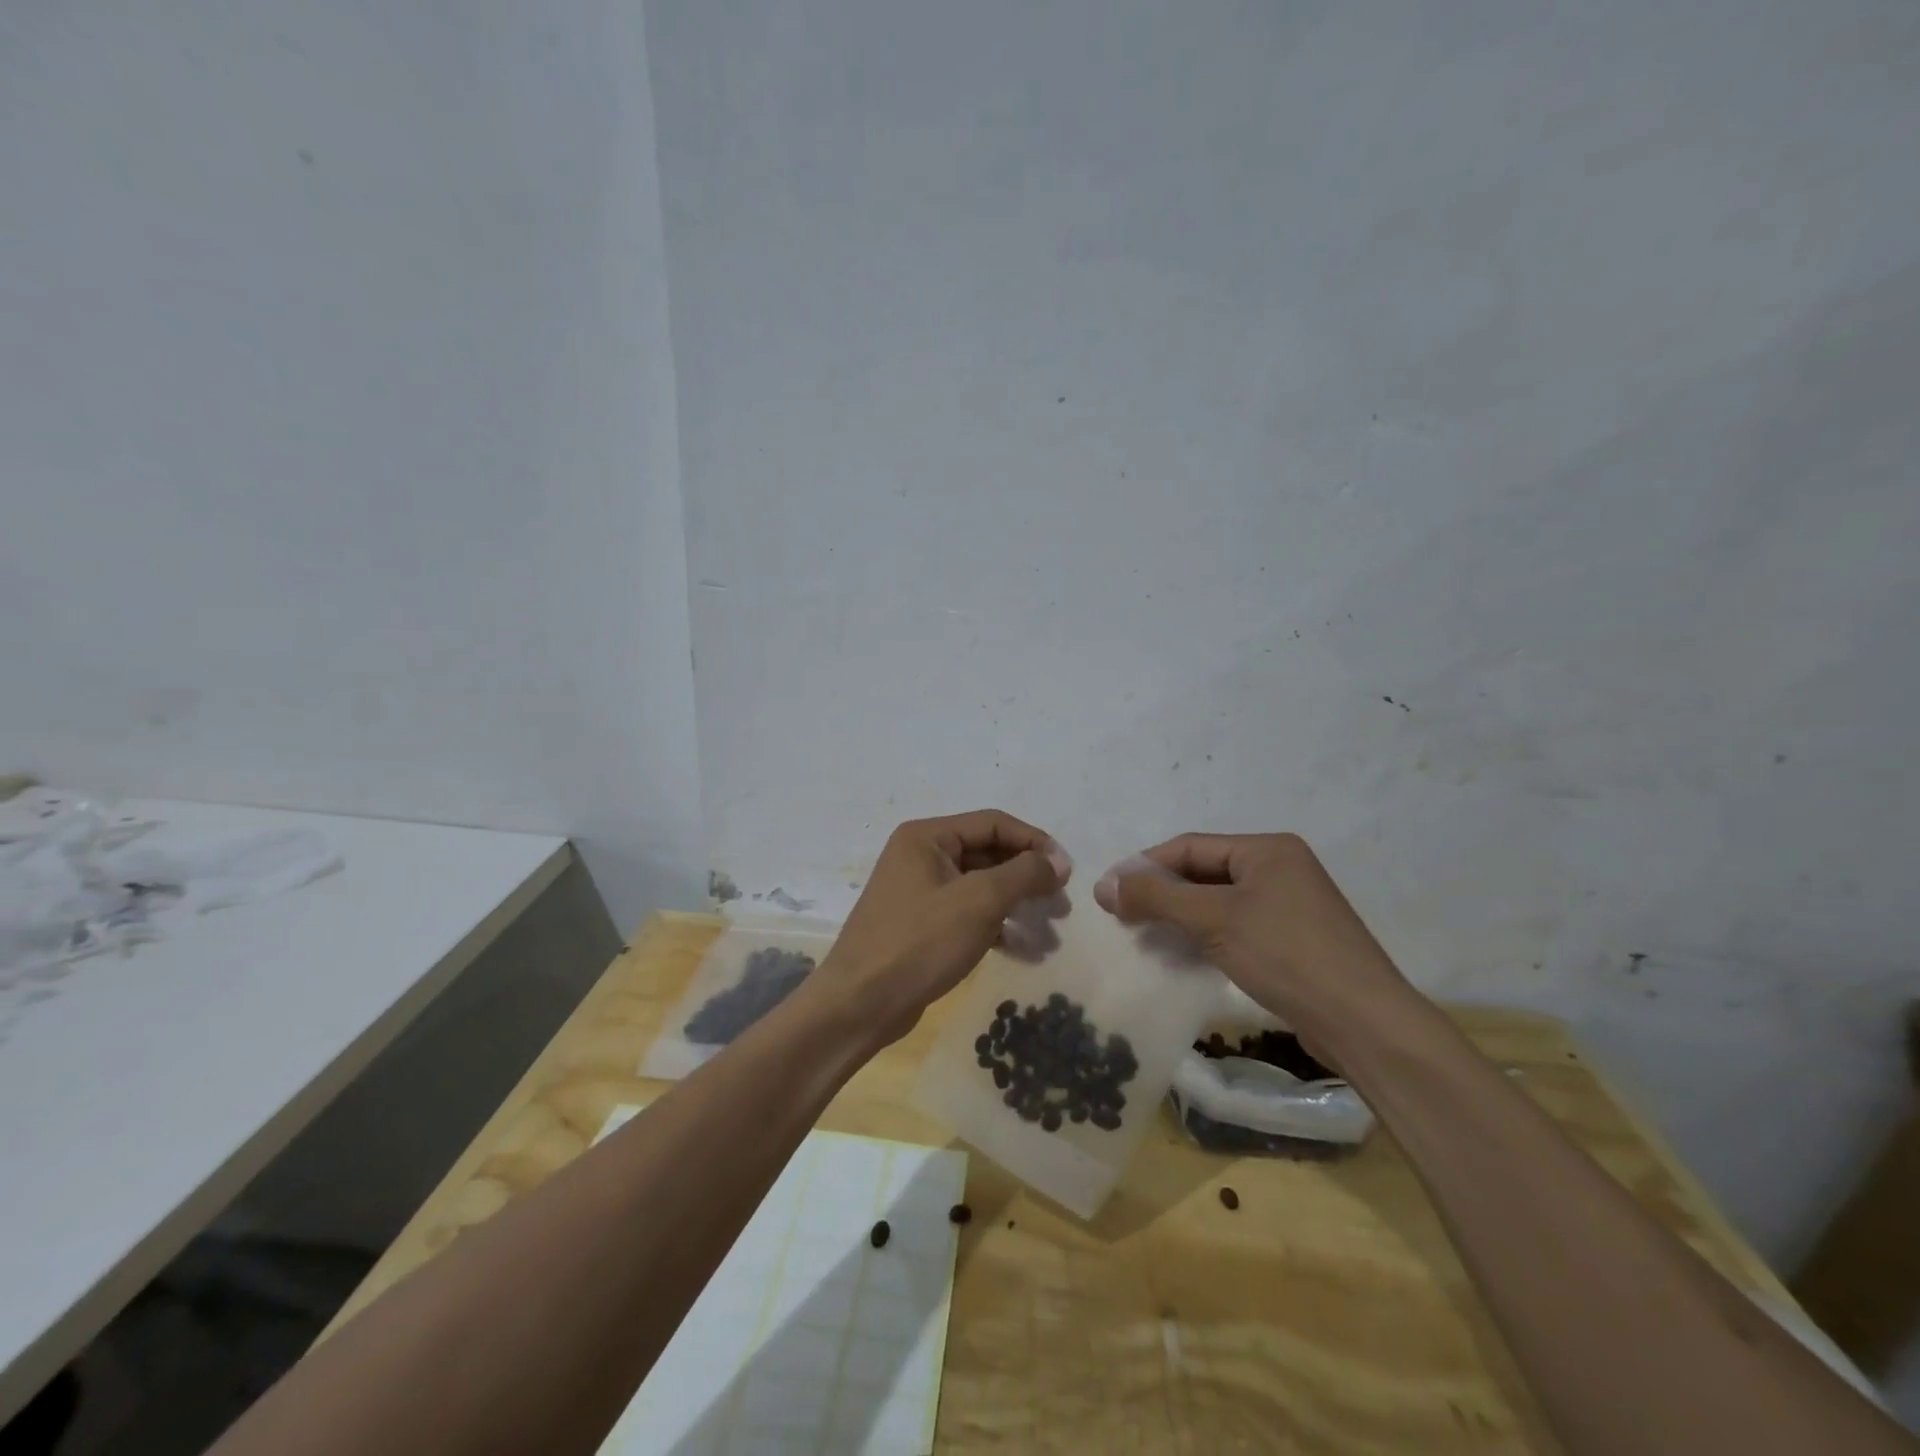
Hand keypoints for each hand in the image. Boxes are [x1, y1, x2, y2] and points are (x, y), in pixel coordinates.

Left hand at [814, 810, 1071, 1048]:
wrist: (859, 1005)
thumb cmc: (919, 943)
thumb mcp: (979, 902)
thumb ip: (1023, 874)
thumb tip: (1058, 861)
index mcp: (927, 836)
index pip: (993, 823)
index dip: (1034, 842)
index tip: (1067, 872)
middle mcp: (920, 855)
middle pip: (987, 852)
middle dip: (1027, 876)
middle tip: (1060, 905)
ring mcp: (918, 890)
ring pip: (980, 885)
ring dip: (1015, 904)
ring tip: (1048, 930)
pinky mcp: (920, 924)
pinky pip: (967, 912)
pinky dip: (995, 925)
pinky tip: (1021, 949)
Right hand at [1093, 833, 1415, 1052]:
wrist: (1364, 1023)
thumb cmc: (1286, 955)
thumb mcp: (1213, 920)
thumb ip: (1156, 897)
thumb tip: (1104, 885)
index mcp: (1267, 849)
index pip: (1189, 847)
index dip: (1144, 867)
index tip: (1108, 894)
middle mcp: (1280, 868)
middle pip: (1203, 872)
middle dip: (1161, 894)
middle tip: (1122, 918)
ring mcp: (1289, 906)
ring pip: (1217, 902)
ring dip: (1179, 918)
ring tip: (1143, 938)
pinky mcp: (1292, 941)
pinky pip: (1235, 926)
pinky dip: (1204, 936)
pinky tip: (1181, 955)